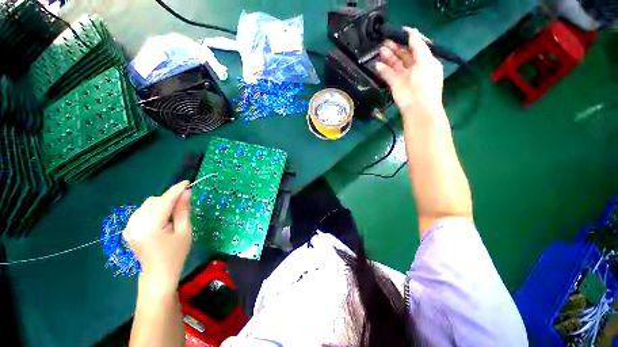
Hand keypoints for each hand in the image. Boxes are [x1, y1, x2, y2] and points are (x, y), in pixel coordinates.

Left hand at [124, 181, 192, 291]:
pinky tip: (161, 219)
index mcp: (150, 227)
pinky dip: (154, 210)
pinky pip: (142, 211)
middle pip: (154, 201)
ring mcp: (128, 227)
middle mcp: (135, 224)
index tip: (187, 182)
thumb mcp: (184, 231)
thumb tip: (186, 192)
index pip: (164, 201)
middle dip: (169, 199)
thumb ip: (183, 210)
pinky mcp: (128, 229)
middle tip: (183, 204)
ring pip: (147, 205)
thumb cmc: (176, 254)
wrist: (158, 275)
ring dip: (162, 204)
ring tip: (172, 215)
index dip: (176, 190)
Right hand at [376, 27, 443, 115]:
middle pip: (404, 54)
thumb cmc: (426, 82)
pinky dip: (383, 69)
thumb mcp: (426, 61)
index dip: (408, 39)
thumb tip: (412, 31)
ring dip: (388, 57)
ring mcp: (403, 76)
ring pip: (394, 63)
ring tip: (381, 50)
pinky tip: (378, 64)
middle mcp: (414, 67)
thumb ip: (418, 46)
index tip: (399, 32)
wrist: (417, 105)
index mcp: (425, 60)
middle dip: (395, 47)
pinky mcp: (394, 84)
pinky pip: (387, 74)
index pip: (416, 47)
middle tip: (386, 41)